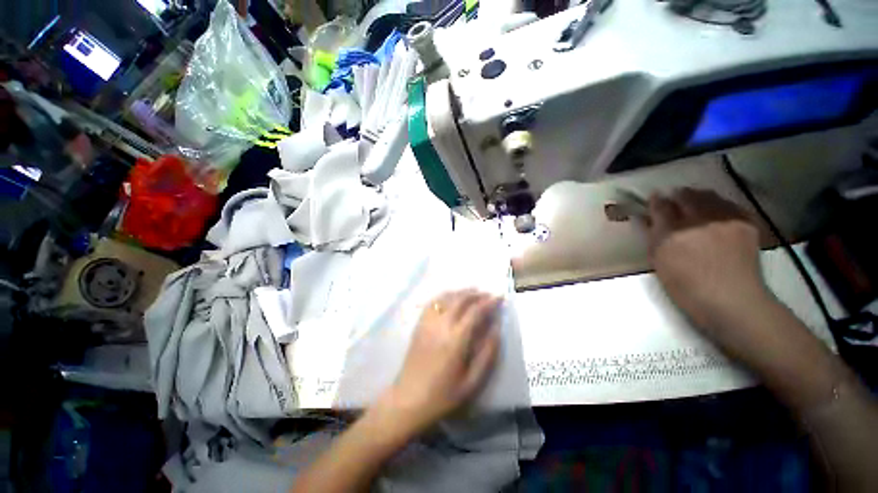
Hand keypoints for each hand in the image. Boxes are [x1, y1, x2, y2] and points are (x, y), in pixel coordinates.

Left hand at [380, 290, 501, 434]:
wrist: (408, 399)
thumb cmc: (443, 395)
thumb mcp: (472, 382)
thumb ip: (487, 353)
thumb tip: (496, 329)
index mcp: (456, 339)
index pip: (475, 311)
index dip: (489, 302)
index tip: (499, 297)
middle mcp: (441, 325)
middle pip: (460, 299)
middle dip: (476, 294)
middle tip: (488, 294)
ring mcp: (427, 322)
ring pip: (446, 297)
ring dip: (461, 292)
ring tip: (473, 292)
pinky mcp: (419, 324)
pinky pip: (433, 302)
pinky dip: (445, 295)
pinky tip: (452, 297)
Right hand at [645, 188, 767, 329]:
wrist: (732, 301)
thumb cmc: (687, 287)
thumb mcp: (660, 262)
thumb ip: (654, 237)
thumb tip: (649, 218)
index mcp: (672, 235)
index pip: (660, 206)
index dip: (656, 200)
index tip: (654, 198)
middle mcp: (699, 222)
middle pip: (686, 195)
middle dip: (678, 196)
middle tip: (674, 199)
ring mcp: (725, 221)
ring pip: (709, 196)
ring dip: (698, 197)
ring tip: (695, 203)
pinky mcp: (745, 223)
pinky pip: (729, 205)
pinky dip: (720, 204)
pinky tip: (717, 213)